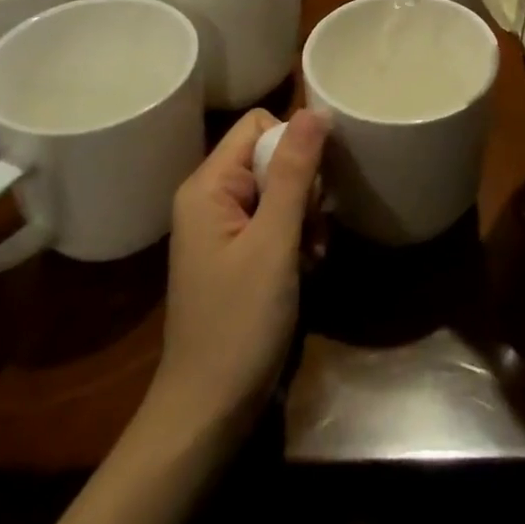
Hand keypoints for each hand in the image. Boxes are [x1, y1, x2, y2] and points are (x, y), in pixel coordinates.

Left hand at [149, 108, 325, 442]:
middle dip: (303, 187)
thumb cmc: (239, 323)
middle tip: (313, 228)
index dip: (294, 142)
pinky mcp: (237, 254)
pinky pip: (275, 221)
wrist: (207, 412)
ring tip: (313, 255)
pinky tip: (308, 268)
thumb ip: (294, 172)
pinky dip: (297, 239)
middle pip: (271, 156)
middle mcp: (211, 197)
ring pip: (280, 190)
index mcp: (208, 186)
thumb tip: (316, 111)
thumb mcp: (273, 242)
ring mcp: (223, 228)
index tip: (317, 181)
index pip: (258, 125)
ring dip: (306, 216)